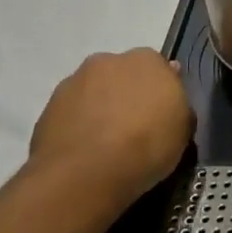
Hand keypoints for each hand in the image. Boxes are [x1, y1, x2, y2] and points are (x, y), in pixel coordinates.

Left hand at [28, 50, 194, 210]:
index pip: (160, 68)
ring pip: (94, 91)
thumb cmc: (147, 145)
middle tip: (134, 126)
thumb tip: (173, 101)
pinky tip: (85, 150)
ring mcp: (74, 82)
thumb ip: (180, 107)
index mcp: (147, 59)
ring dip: (101, 107)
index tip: (162, 115)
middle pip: (123, 75)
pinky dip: (79, 125)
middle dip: (128, 93)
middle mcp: (109, 61)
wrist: (86, 173)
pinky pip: (72, 112)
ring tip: (106, 142)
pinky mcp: (48, 107)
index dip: (161, 92)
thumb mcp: (183, 130)